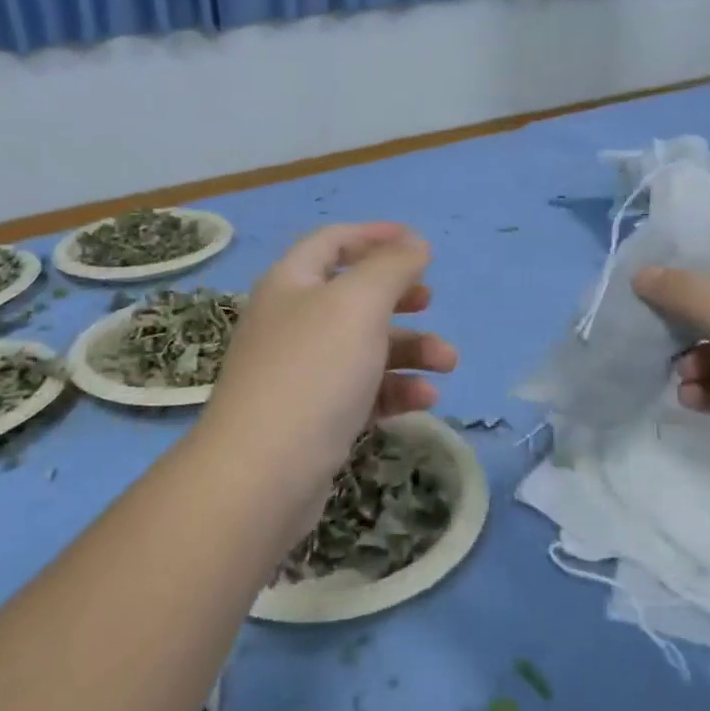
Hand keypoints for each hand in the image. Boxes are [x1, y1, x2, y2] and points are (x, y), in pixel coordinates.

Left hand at [199, 223, 457, 518]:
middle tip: (430, 301)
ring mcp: (300, 372)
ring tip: (448, 362)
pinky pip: (361, 390)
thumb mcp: (358, 305)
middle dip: (398, 297)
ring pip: (364, 346)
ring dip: (409, 349)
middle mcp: (291, 322)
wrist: (262, 475)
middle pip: (352, 296)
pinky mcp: (313, 416)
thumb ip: (391, 267)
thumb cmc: (312, 372)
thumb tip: (413, 243)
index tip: (419, 242)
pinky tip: (425, 400)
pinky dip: (394, 389)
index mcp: (291, 283)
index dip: (375, 235)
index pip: (332, 242)